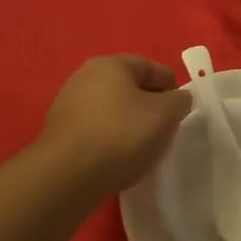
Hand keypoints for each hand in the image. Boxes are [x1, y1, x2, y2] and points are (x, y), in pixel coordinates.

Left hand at [38, 55, 191, 195]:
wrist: (66, 176)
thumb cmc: (121, 135)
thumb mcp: (165, 115)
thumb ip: (180, 101)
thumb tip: (178, 99)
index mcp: (112, 64)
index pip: (152, 68)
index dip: (172, 89)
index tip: (181, 114)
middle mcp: (86, 76)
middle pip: (130, 88)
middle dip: (150, 108)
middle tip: (163, 132)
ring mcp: (68, 104)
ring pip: (112, 110)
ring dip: (130, 125)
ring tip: (141, 150)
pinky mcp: (60, 132)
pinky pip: (96, 130)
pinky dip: (110, 140)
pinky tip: (117, 159)